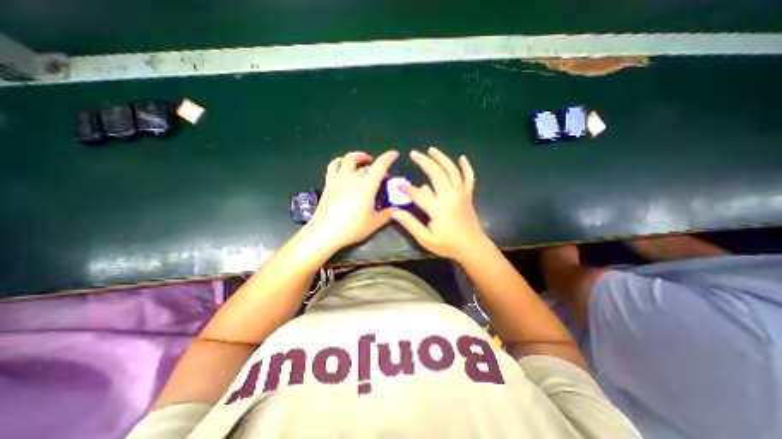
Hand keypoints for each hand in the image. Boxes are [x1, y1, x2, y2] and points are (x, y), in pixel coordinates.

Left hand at [306, 149, 398, 249]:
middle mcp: (353, 177)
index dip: (388, 157)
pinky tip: (344, 165)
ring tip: (364, 160)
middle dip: (377, 167)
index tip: (394, 154)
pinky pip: (334, 165)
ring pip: (349, 159)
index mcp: (367, 185)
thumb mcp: (374, 223)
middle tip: (382, 175)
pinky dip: (340, 161)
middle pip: (367, 165)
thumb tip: (399, 210)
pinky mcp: (329, 182)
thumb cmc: (352, 227)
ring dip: (358, 157)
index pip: (380, 166)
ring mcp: (339, 178)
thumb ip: (388, 214)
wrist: (325, 232)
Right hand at [394, 148, 489, 260]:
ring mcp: (461, 194)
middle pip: (436, 173)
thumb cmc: (448, 245)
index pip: (418, 194)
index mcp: (438, 208)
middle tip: (414, 153)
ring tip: (431, 150)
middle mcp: (450, 196)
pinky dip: (466, 167)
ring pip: (452, 171)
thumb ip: (410, 224)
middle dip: (424, 162)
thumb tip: (395, 212)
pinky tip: (462, 157)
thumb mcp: (426, 239)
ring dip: (441, 158)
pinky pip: (469, 178)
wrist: (472, 247)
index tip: (398, 186)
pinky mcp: (468, 195)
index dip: (406, 189)